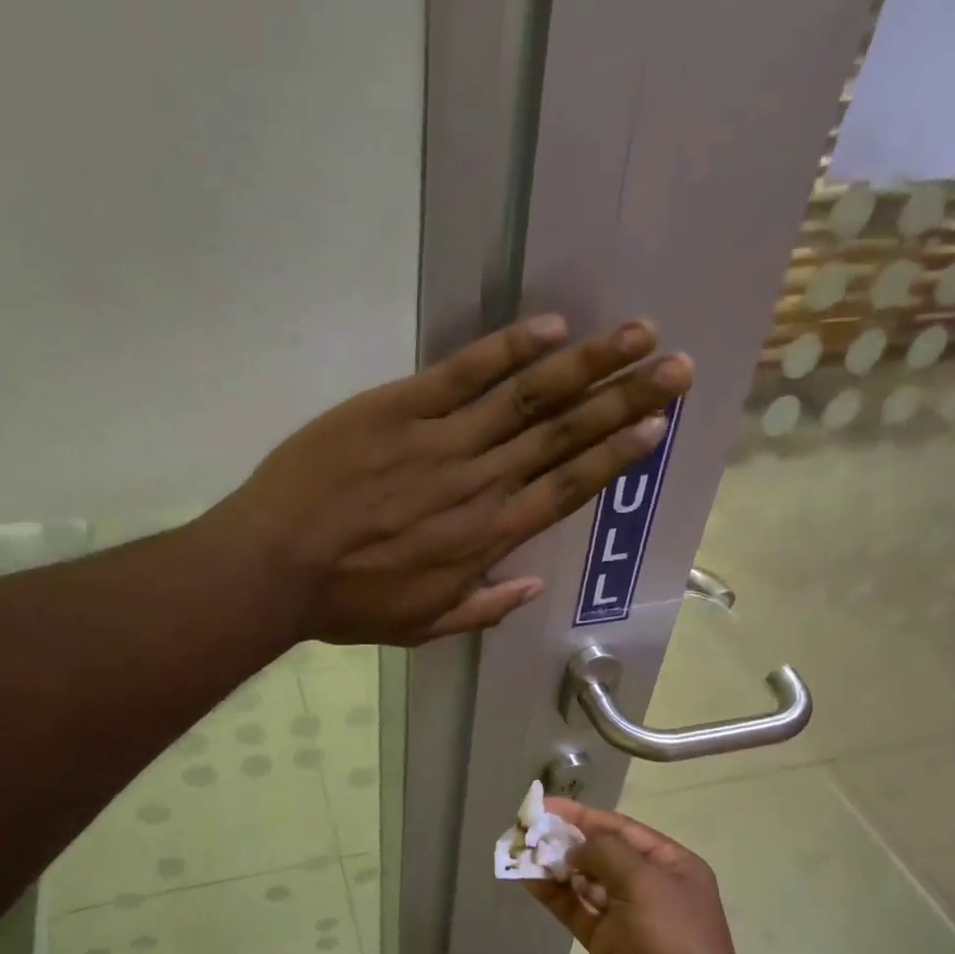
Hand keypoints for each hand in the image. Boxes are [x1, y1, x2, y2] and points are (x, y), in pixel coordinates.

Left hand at [211, 315, 693, 645]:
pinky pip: (464, 372)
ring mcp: (441, 441)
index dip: (614, 457)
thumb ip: (482, 609)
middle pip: (563, 436)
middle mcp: (479, 484)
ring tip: (637, 335)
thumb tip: (530, 586)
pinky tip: (552, 327)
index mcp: (485, 539)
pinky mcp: (399, 408)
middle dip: (625, 400)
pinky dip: (509, 348)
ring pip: (527, 397)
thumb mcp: (421, 626)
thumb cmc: (349, 603)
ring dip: (587, 364)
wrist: (278, 564)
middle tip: (676, 367)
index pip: (565, 490)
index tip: (655, 428)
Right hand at [525, 800, 758, 953]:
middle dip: (565, 840)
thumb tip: (575, 849)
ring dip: (555, 867)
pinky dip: (553, 895)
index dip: (582, 816)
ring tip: (520, 852)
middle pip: (601, 853)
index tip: (545, 806)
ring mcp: (627, 917)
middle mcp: (650, 886)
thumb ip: (606, 854)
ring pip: (584, 882)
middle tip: (526, 829)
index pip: (621, 829)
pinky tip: (528, 881)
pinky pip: (575, 910)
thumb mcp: (645, 884)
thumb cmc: (672, 943)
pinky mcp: (606, 944)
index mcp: (672, 866)